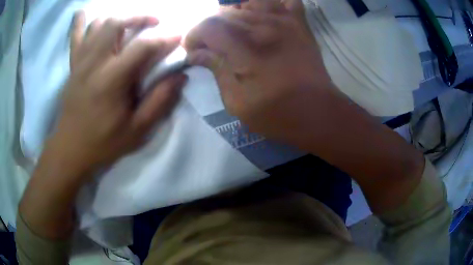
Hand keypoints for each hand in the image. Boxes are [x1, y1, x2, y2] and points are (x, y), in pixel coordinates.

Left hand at [53, 12, 186, 170]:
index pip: (142, 47)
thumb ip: (159, 102)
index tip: (178, 37)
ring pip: (97, 24)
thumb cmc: (103, 142)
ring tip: (129, 24)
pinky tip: (88, 14)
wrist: (70, 149)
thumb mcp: (137, 130)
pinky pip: (75, 35)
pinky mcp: (72, 64)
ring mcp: (80, 61)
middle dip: (139, 17)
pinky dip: (82, 20)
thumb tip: (181, 77)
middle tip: (154, 23)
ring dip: (117, 18)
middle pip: (117, 23)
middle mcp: (93, 63)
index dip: (164, 38)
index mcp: (111, 80)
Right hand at [185, 0, 331, 142]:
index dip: (193, 35)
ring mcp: (285, 22)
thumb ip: (216, 70)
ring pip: (250, 3)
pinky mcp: (300, 25)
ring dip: (236, 14)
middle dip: (210, 28)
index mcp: (245, 48)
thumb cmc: (277, 114)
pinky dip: (272, 4)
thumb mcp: (237, 102)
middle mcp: (263, 27)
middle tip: (212, 46)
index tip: (192, 50)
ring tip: (237, 31)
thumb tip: (197, 54)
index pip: (208, 25)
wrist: (318, 113)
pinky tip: (265, 16)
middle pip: (226, 13)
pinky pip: (287, 1)